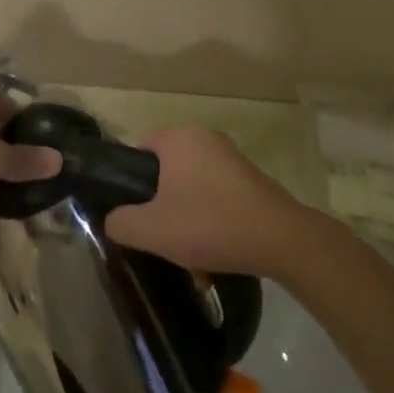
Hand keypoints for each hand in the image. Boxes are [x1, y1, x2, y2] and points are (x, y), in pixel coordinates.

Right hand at [103, 125, 326, 278]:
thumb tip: (113, 219)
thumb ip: (119, 222)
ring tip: (189, 254)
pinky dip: (211, 220)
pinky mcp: (252, 179)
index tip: (134, 214)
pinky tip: (214, 252)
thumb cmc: (208, 224)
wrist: (280, 240)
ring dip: (186, 218)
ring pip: (192, 188)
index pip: (139, 151)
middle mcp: (206, 138)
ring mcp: (232, 158)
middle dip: (161, 206)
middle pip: (167, 172)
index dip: (130, 183)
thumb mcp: (150, 230)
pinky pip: (217, 196)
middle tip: (160, 236)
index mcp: (179, 137)